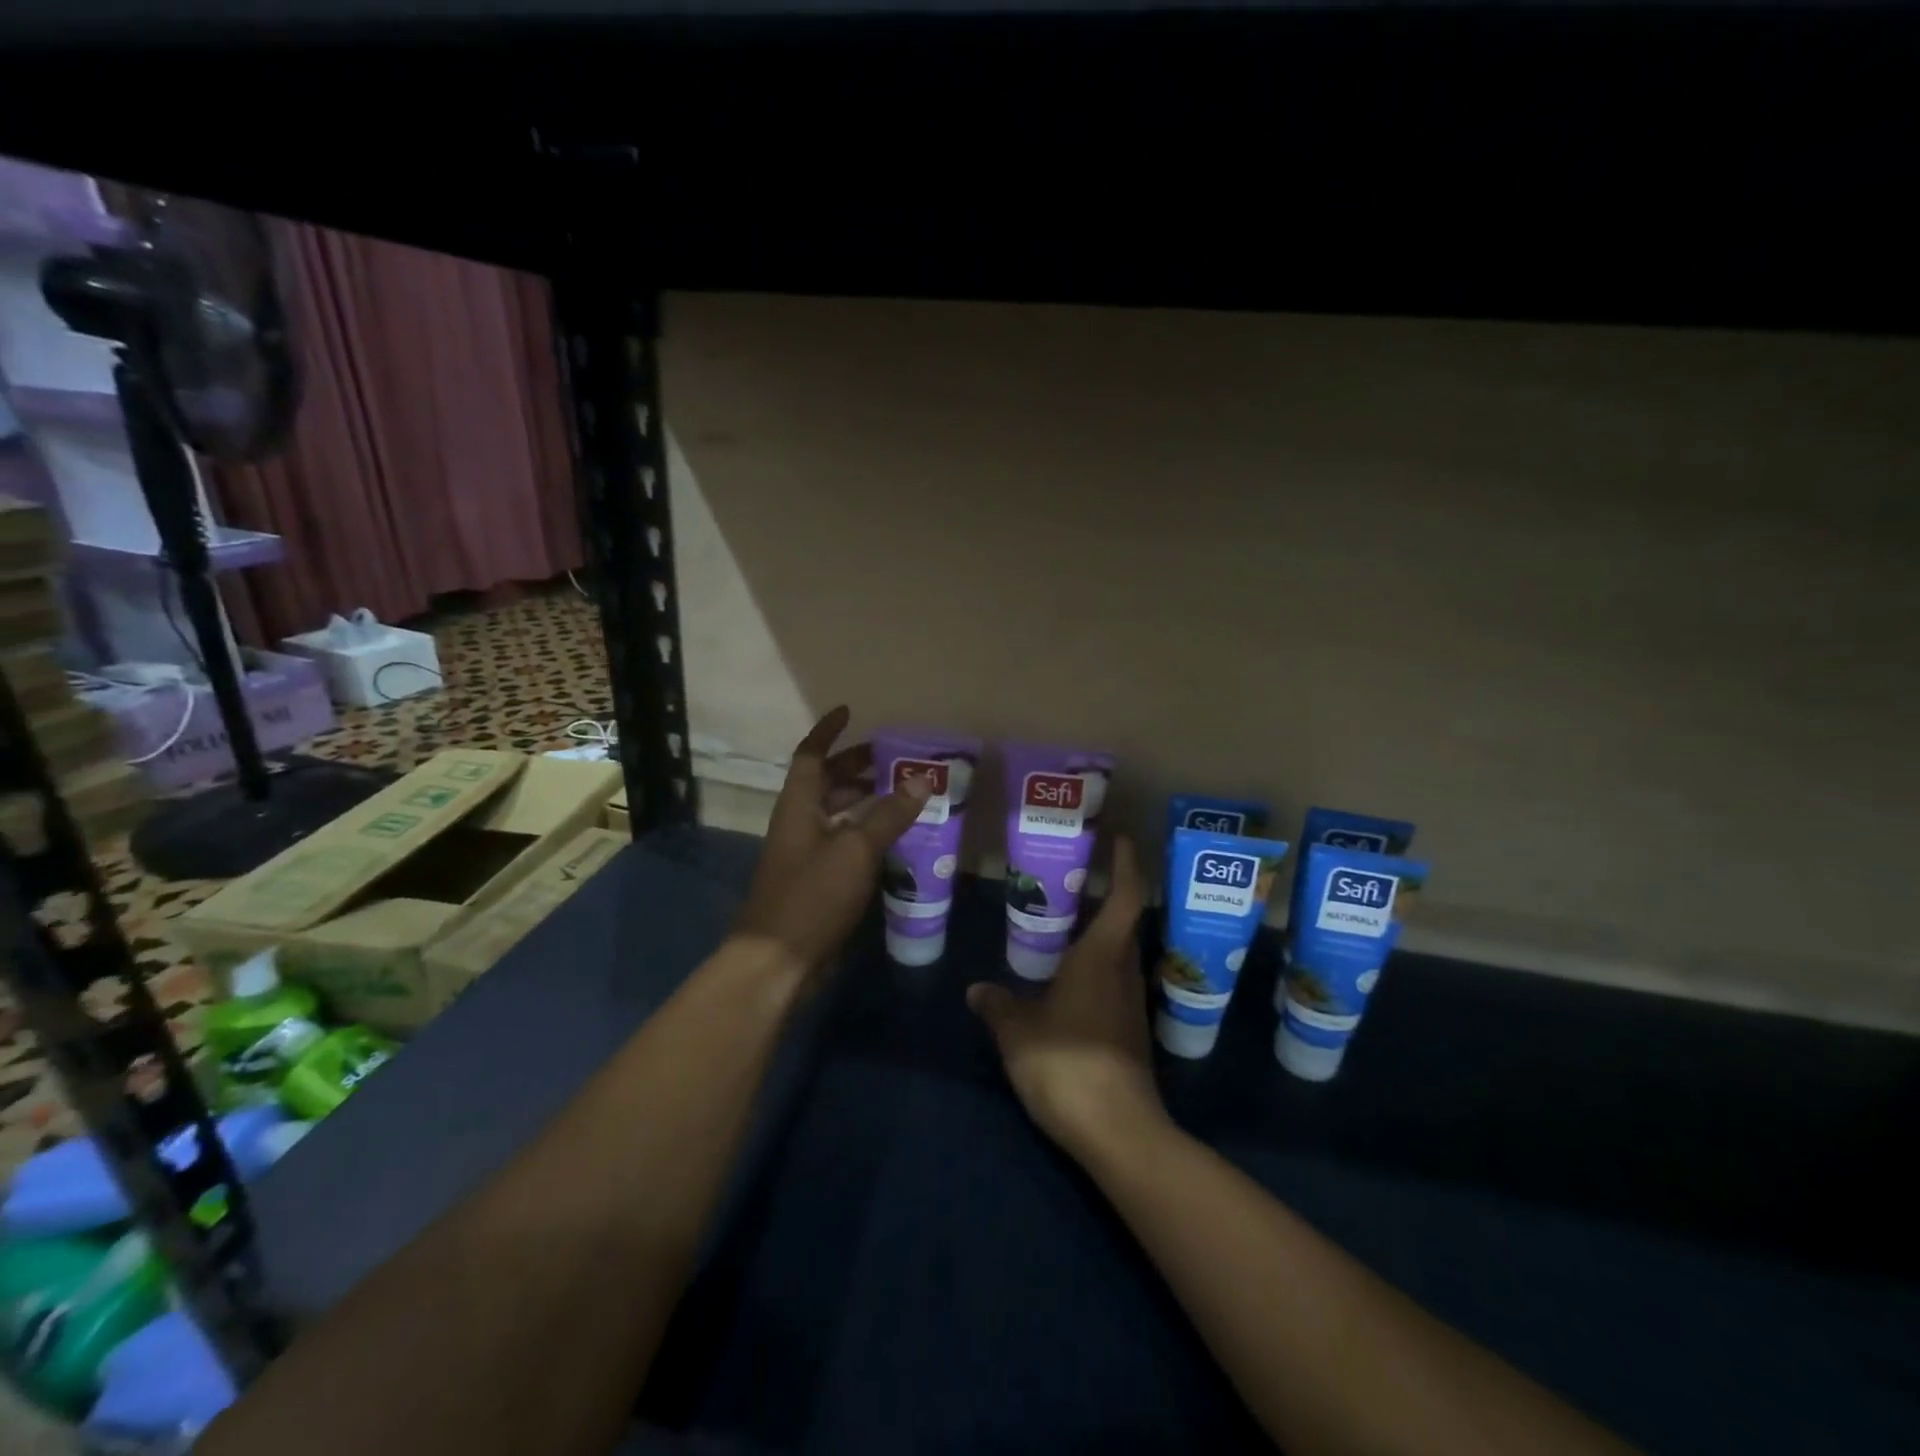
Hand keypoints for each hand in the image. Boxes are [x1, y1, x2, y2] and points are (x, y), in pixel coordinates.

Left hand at [733, 706, 929, 981]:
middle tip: (892, 759)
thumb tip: (921, 780)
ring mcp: (805, 853)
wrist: (778, 960)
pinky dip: (865, 832)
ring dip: (863, 800)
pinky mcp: (816, 881)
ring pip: (835, 813)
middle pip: (825, 782)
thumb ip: (888, 814)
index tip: (850, 711)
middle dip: (854, 766)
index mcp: (798, 805)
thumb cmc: (812, 895)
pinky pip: (843, 842)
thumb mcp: (855, 849)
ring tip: (901, 794)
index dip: (828, 731)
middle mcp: (799, 823)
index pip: (811, 755)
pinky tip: (894, 840)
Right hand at [966, 839, 1167, 1161]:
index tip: (1119, 840)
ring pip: (1122, 957)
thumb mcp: (1018, 1032)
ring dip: (1103, 937)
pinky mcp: (1131, 1036)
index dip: (1126, 865)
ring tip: (1069, 927)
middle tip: (1078, 881)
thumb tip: (977, 990)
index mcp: (1102, 957)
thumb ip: (998, 1006)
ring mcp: (1132, 1006)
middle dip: (1111, 897)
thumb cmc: (1067, 1063)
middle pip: (1127, 924)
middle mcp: (1124, 973)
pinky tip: (1071, 984)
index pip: (1126, 897)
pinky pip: (1116, 987)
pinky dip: (1098, 972)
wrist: (1118, 1132)